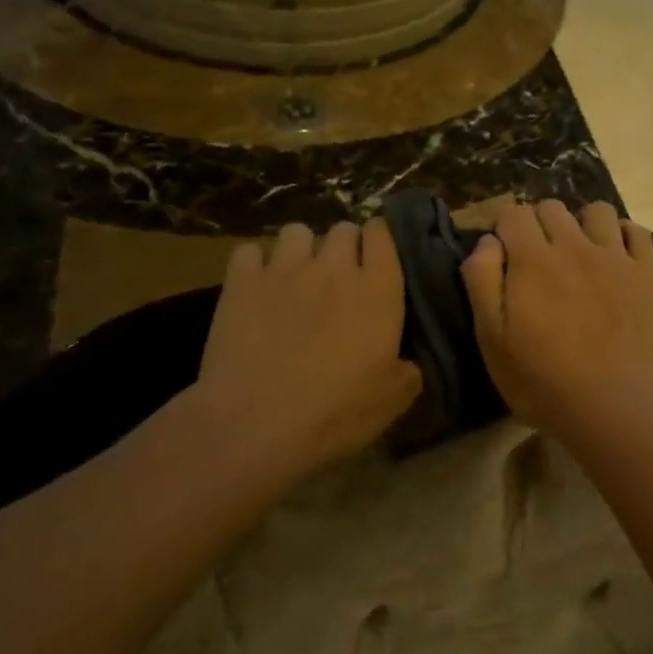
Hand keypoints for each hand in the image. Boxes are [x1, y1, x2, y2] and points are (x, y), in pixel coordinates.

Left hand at [195, 220, 421, 478]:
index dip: (380, 240)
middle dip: (344, 246)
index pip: (382, 233)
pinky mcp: (241, 282)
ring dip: (301, 249)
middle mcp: (334, 267)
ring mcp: (284, 269)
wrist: (256, 424)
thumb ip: (411, 365)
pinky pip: (249, 250)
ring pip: (297, 231)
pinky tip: (255, 286)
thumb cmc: (336, 412)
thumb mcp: (395, 397)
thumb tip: (411, 359)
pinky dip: (254, 263)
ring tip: (296, 276)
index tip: (378, 259)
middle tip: (339, 277)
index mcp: (378, 289)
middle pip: (343, 229)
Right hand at [460, 201, 652, 438]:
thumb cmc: (543, 380)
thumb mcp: (492, 339)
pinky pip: (636, 231)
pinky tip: (614, 257)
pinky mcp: (645, 273)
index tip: (503, 253)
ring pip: (597, 211)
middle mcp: (573, 245)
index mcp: (532, 259)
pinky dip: (622, 235)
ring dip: (582, 224)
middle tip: (537, 259)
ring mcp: (614, 257)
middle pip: (551, 207)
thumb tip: (487, 241)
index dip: (503, 227)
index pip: (512, 212)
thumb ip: (482, 281)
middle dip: (538, 224)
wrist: (615, 406)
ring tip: (579, 253)